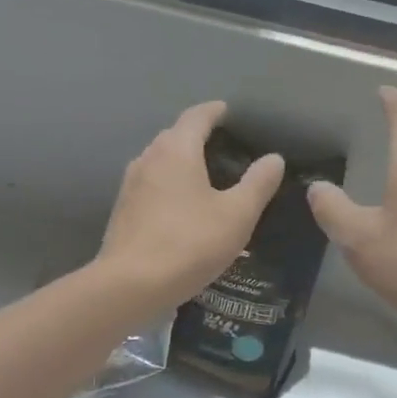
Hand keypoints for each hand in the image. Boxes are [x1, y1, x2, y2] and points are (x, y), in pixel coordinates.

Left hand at [97, 101, 283, 310]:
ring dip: (183, 162)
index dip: (217, 111)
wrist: (130, 285)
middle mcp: (148, 158)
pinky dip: (170, 185)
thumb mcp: (236, 215)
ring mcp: (130, 184)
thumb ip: (258, 184)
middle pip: (176, 135)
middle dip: (200, 136)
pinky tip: (183, 207)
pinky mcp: (123, 210)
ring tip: (207, 178)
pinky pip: (152, 185)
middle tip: (227, 149)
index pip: (197, 116)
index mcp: (177, 150)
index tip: (231, 113)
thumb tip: (274, 159)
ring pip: (161, 161)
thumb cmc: (189, 244)